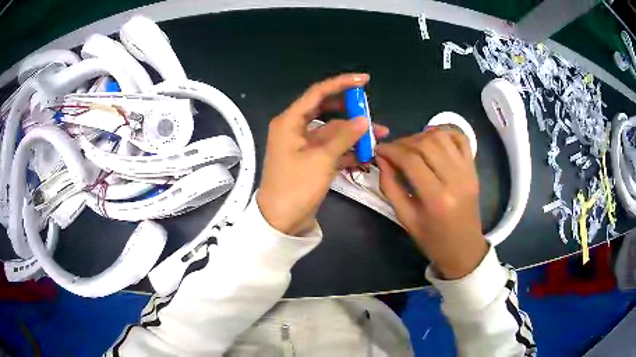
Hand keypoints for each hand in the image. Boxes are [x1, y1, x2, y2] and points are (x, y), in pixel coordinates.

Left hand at [257, 74, 388, 235]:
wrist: (281, 221)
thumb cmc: (295, 186)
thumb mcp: (321, 159)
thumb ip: (344, 136)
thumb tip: (364, 120)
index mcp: (290, 121)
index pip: (318, 93)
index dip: (342, 84)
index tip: (365, 80)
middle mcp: (295, 128)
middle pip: (326, 110)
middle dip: (350, 110)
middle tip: (372, 111)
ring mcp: (304, 145)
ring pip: (332, 130)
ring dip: (354, 133)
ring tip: (379, 134)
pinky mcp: (311, 160)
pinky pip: (332, 147)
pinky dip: (348, 149)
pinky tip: (368, 152)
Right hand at [375, 128, 486, 279]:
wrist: (464, 248)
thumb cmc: (432, 240)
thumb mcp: (405, 219)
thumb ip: (391, 187)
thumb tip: (381, 159)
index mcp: (436, 199)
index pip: (411, 161)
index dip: (391, 150)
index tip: (379, 150)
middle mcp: (455, 180)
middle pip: (426, 144)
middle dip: (404, 142)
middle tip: (393, 150)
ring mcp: (468, 172)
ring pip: (443, 137)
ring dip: (422, 136)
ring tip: (411, 146)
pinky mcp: (474, 169)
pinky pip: (461, 139)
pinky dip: (445, 132)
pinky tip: (432, 140)